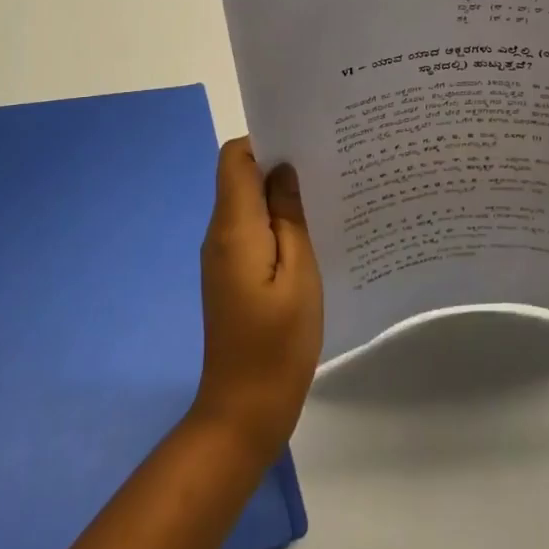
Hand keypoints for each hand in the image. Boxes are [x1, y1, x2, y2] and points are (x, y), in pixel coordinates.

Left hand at [191, 138, 322, 461]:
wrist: (245, 408)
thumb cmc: (278, 341)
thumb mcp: (299, 273)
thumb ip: (289, 217)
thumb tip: (284, 171)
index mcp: (233, 228)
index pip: (235, 158)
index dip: (266, 140)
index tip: (307, 140)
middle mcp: (220, 234)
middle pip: (240, 176)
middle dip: (279, 162)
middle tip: (328, 160)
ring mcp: (223, 256)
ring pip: (248, 203)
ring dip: (281, 193)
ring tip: (327, 190)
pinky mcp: (233, 275)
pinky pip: (252, 230)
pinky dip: (277, 221)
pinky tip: (313, 229)